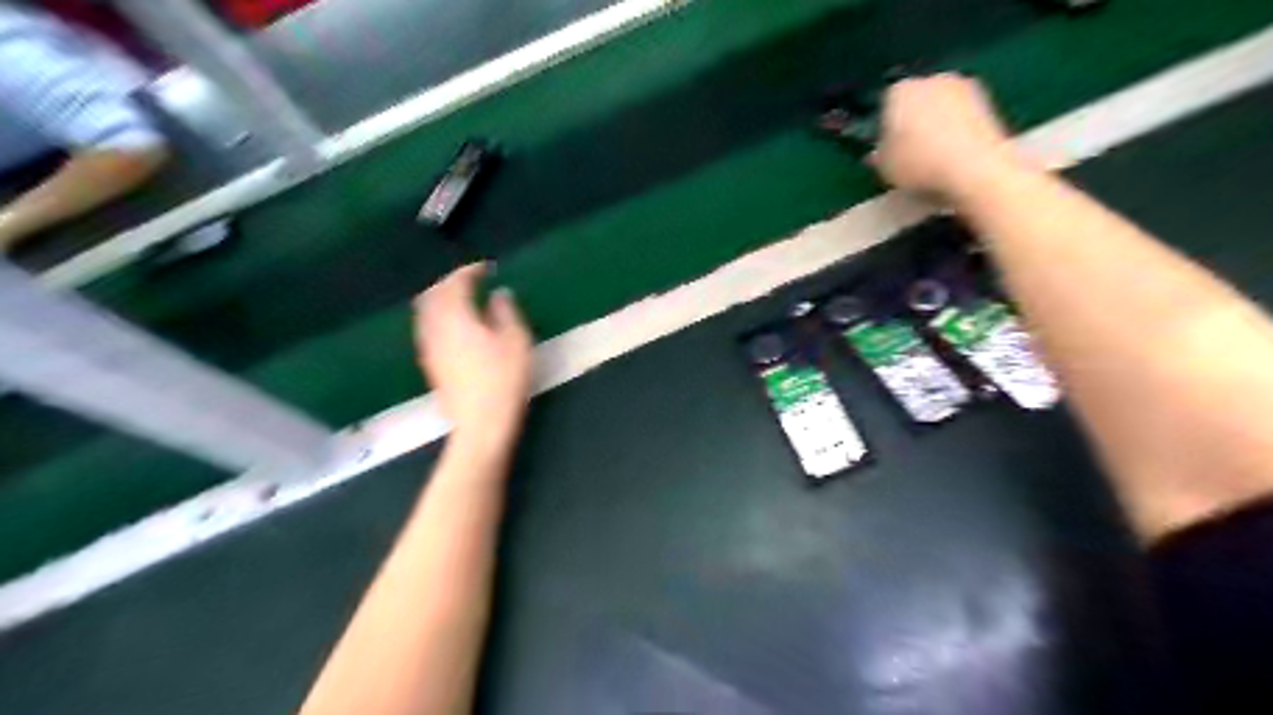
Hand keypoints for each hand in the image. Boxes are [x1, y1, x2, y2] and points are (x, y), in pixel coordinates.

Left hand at [416, 267, 533, 454]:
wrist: (480, 423)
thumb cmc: (504, 379)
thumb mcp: (516, 341)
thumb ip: (506, 312)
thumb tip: (498, 294)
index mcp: (456, 316)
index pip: (456, 283)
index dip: (470, 271)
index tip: (487, 268)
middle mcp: (435, 327)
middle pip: (433, 294)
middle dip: (450, 282)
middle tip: (472, 280)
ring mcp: (429, 346)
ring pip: (426, 311)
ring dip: (441, 298)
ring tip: (462, 300)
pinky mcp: (430, 363)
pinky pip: (427, 327)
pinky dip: (438, 316)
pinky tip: (454, 325)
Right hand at [876, 74, 1020, 198]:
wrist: (976, 168)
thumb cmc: (919, 164)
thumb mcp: (884, 168)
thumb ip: (878, 156)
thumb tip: (878, 152)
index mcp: (900, 90)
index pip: (886, 103)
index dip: (885, 127)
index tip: (886, 147)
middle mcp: (932, 79)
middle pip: (916, 100)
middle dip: (913, 121)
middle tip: (909, 151)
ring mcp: (964, 86)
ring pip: (941, 107)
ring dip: (937, 125)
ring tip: (933, 157)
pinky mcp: (989, 101)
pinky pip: (962, 117)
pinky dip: (957, 131)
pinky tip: (954, 155)